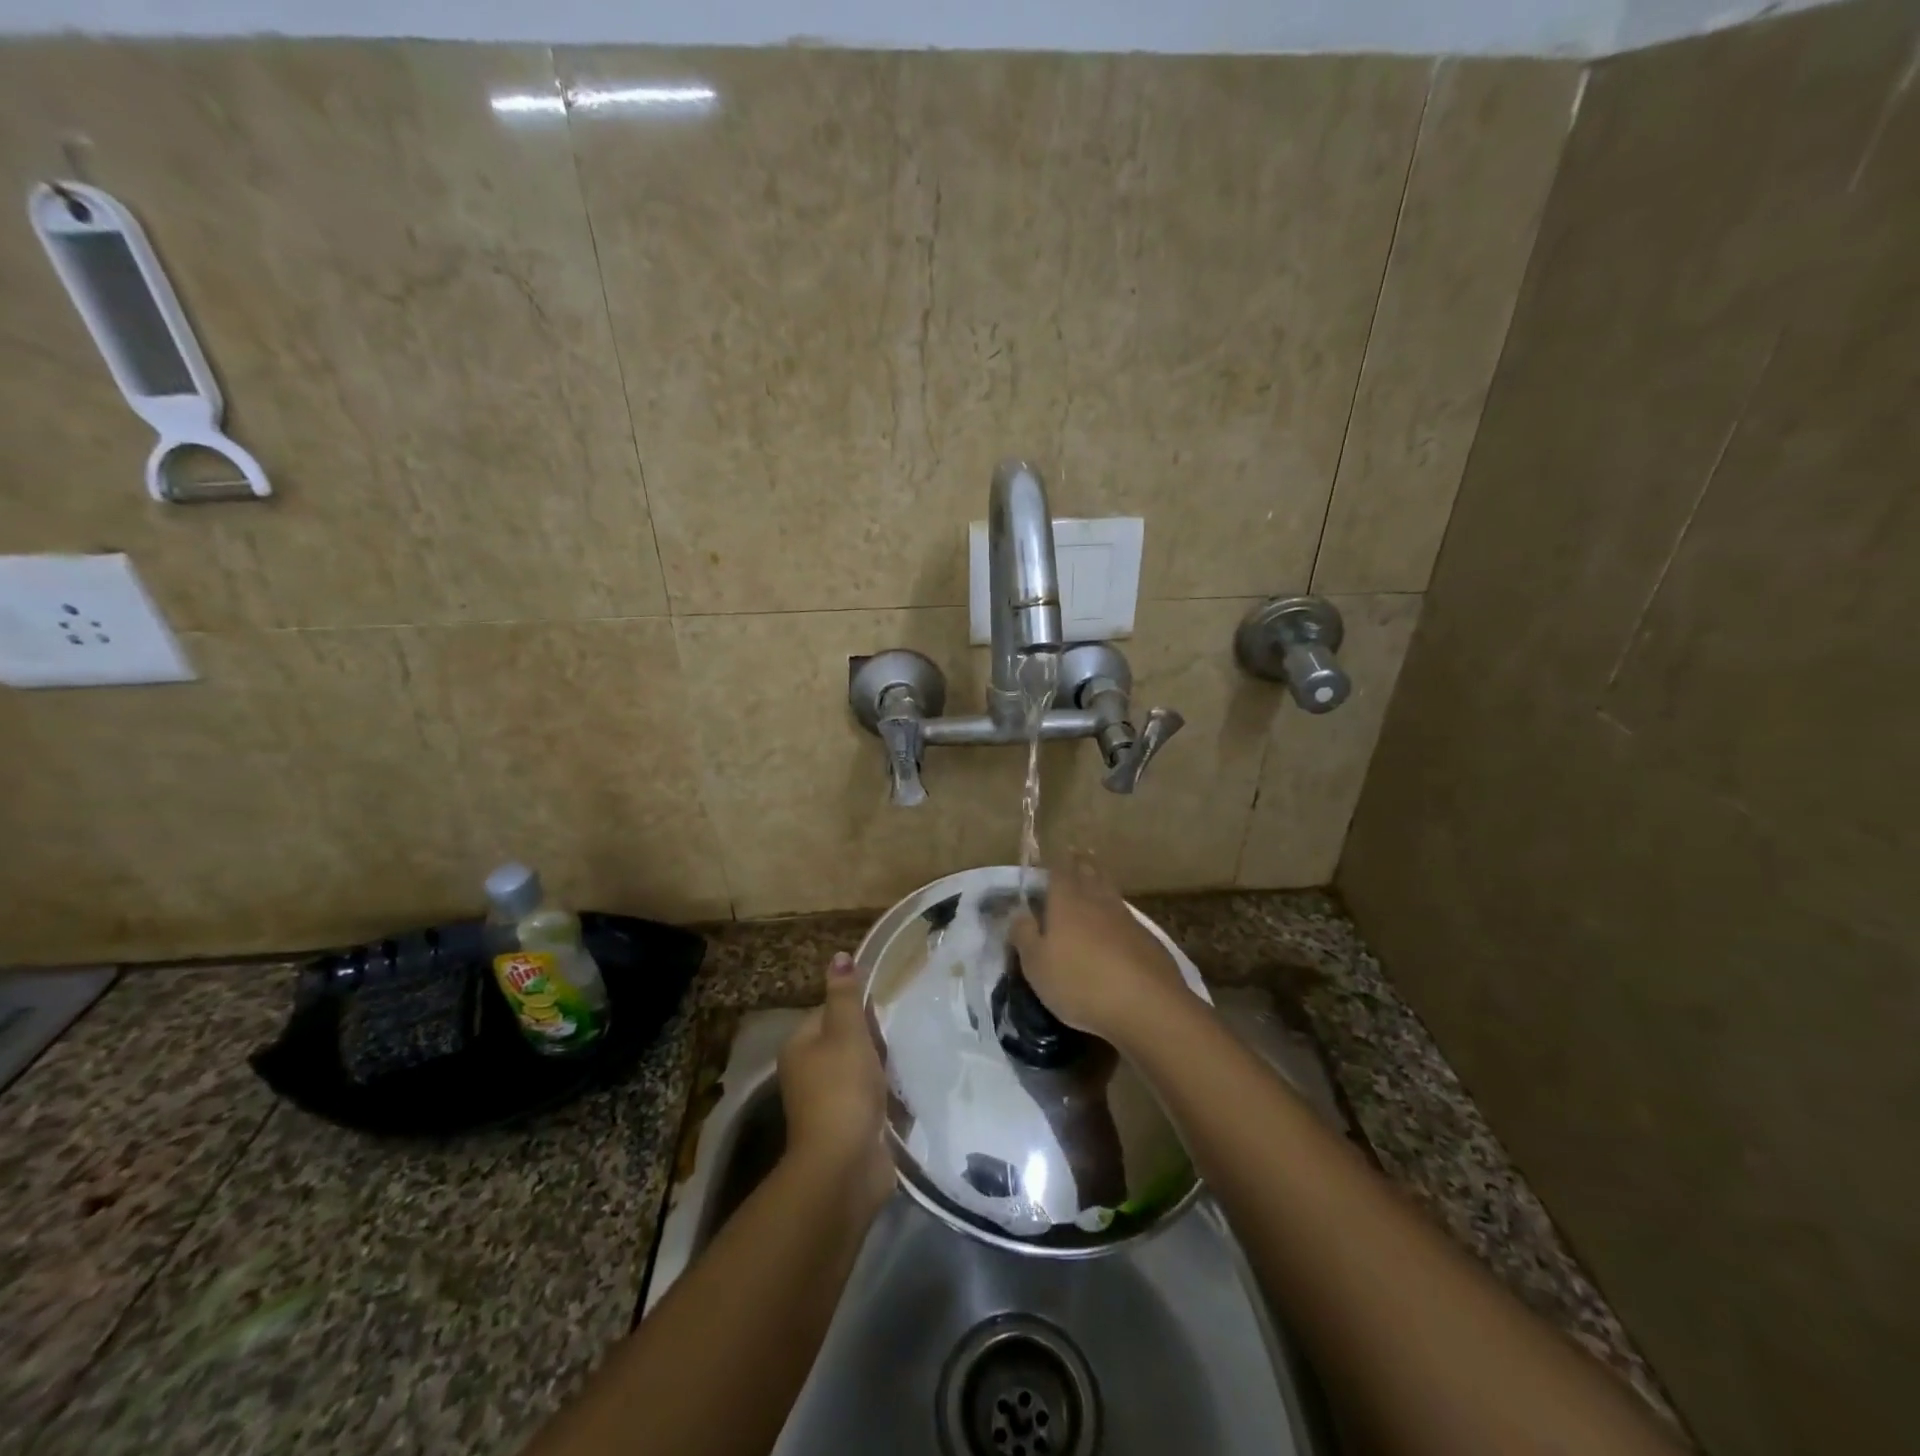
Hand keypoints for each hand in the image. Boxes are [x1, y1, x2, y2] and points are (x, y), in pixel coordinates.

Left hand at [778, 952, 893, 1221]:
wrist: (845, 1165)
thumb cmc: (843, 1088)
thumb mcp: (846, 1032)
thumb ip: (845, 995)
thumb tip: (839, 956)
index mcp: (800, 1046)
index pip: (829, 1012)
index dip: (858, 1009)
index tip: (886, 1011)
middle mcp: (808, 1073)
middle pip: (846, 1043)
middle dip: (875, 1040)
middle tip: (903, 1034)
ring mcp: (829, 1104)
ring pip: (862, 1072)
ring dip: (885, 1069)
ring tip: (912, 1058)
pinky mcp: (850, 1128)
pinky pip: (873, 1101)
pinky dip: (890, 1098)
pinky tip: (911, 1091)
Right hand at [1009, 855, 1191, 1043]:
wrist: (1145, 1004)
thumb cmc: (1079, 982)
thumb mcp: (1036, 965)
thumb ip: (1024, 935)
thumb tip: (1019, 913)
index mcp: (1066, 902)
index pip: (1060, 872)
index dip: (1056, 863)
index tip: (1055, 854)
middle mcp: (1097, 901)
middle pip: (1089, 874)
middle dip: (1082, 863)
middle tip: (1078, 853)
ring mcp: (1125, 918)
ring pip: (1109, 891)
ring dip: (1101, 881)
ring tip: (1095, 877)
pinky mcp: (1147, 938)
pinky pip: (1126, 915)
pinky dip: (1117, 911)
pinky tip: (1116, 920)